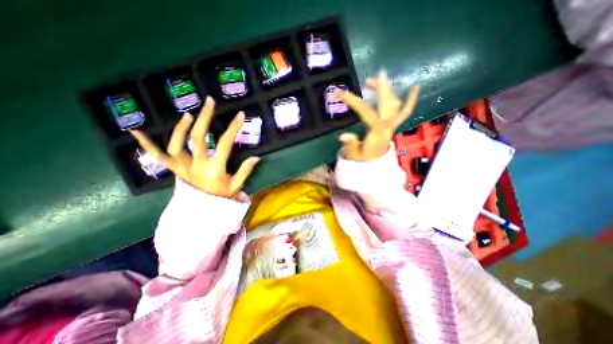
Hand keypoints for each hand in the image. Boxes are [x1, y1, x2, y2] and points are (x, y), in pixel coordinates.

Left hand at [131, 97, 259, 197]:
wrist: (202, 213)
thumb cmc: (221, 198)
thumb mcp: (236, 186)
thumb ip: (245, 170)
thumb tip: (257, 157)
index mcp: (215, 169)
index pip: (224, 143)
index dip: (233, 128)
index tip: (240, 115)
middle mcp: (197, 166)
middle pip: (198, 137)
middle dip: (205, 117)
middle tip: (210, 102)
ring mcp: (182, 168)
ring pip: (176, 144)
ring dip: (181, 128)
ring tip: (189, 115)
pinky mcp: (174, 170)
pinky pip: (158, 157)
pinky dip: (147, 145)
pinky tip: (136, 132)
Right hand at [335, 69, 421, 161]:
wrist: (374, 161)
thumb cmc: (363, 157)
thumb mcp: (354, 154)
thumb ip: (350, 145)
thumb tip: (343, 136)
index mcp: (377, 132)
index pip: (366, 112)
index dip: (354, 101)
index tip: (341, 93)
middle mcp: (387, 125)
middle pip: (387, 104)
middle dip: (380, 89)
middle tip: (371, 77)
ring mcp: (392, 124)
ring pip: (394, 103)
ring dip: (386, 90)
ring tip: (372, 81)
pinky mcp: (394, 124)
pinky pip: (405, 111)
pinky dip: (410, 100)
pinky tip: (414, 88)